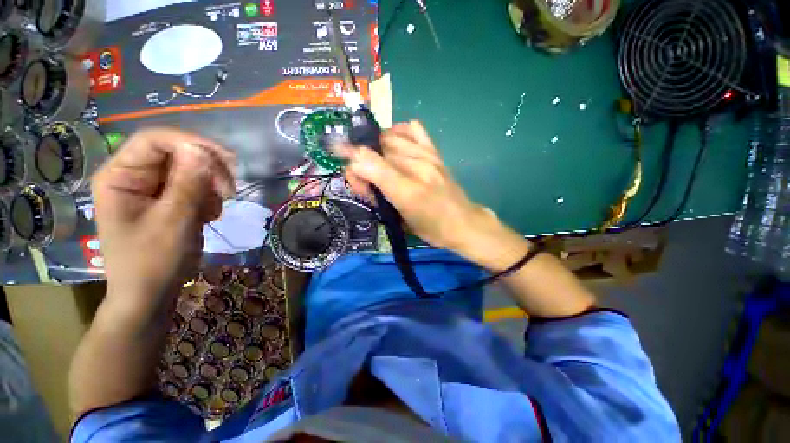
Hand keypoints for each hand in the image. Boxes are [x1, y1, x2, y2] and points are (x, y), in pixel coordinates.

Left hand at [92, 128, 234, 313]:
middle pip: (177, 153)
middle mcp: (134, 176)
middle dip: (208, 170)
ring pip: (191, 170)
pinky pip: (195, 186)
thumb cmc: (152, 263)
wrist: (150, 295)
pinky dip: (209, 198)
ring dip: (211, 188)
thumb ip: (188, 185)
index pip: (154, 140)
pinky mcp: (167, 200)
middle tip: (229, 191)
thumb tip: (202, 150)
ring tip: (213, 212)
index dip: (191, 144)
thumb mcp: (173, 222)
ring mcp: (151, 188)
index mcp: (120, 176)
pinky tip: (208, 216)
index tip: (227, 162)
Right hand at [336, 121, 526, 265]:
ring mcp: (426, 155)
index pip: (367, 163)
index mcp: (404, 190)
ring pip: (389, 136)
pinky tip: (399, 145)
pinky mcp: (435, 152)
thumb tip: (356, 166)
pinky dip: (400, 132)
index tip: (350, 173)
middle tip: (370, 182)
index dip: (351, 164)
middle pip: (375, 148)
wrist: (462, 223)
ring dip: (378, 147)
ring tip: (382, 164)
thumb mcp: (400, 219)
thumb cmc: (430, 228)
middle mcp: (414, 167)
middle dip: (364, 162)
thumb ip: (378, 192)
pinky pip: (414, 129)